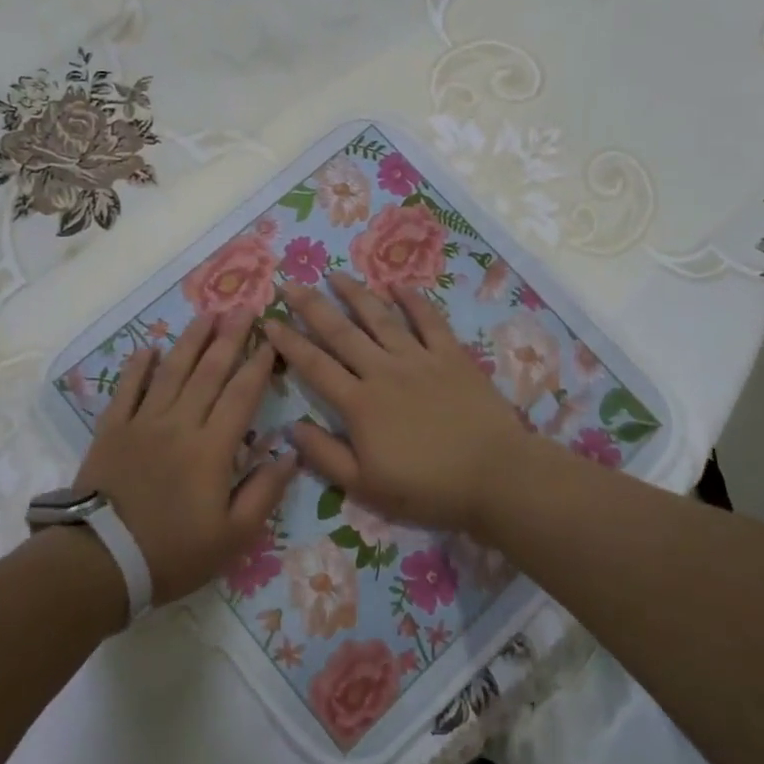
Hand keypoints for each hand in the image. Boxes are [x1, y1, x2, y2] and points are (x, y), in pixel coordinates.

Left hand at [74, 311, 298, 604]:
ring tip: (207, 314)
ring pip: (171, 371)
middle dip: (229, 337)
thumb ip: (264, 492)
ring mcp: (142, 423)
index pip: (241, 395)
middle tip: (244, 307)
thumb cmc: (173, 552)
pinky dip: (138, 367)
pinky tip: (148, 348)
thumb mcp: (233, 537)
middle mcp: (180, 424)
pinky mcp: (112, 430)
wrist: (101, 562)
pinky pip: (127, 390)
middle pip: (209, 371)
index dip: (259, 364)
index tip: (272, 338)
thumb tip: (291, 454)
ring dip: (191, 340)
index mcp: (212, 448)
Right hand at [263, 275, 537, 535]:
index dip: (289, 342)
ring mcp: (419, 358)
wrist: (494, 477)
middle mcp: (383, 371)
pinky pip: (429, 320)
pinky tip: (398, 285)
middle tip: (290, 283)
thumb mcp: (366, 487)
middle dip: (312, 306)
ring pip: (380, 317)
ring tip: (335, 275)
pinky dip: (413, 300)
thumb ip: (325, 455)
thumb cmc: (427, 489)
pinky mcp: (451, 355)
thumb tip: (290, 426)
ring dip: (355, 294)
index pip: (314, 366)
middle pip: (341, 332)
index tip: (268, 321)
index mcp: (359, 404)